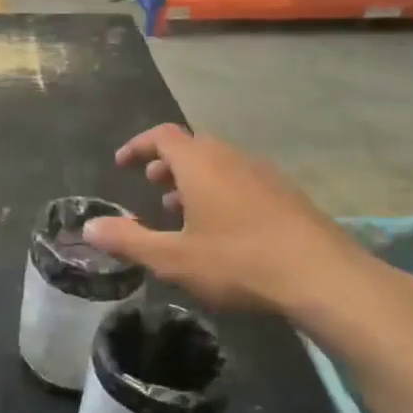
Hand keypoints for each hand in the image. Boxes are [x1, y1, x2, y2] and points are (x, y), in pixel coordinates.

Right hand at [81, 125, 412, 342]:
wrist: (323, 277)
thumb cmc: (238, 261)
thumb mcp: (172, 258)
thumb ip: (128, 240)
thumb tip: (89, 228)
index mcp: (200, 163)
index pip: (162, 135)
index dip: (138, 145)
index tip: (122, 164)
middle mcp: (232, 157)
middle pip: (193, 147)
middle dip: (167, 163)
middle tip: (151, 187)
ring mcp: (265, 174)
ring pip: (220, 164)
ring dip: (195, 180)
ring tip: (182, 211)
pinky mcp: (288, 195)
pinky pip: (243, 180)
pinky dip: (222, 191)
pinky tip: (224, 229)